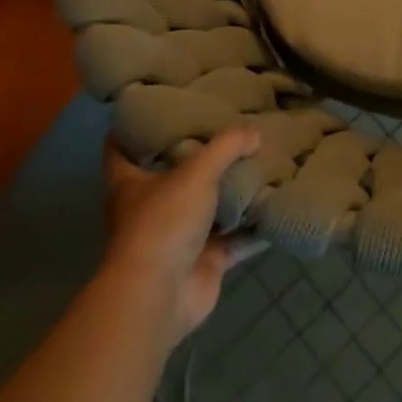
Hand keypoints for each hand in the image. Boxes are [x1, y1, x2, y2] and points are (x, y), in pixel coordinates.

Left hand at [102, 128, 265, 341]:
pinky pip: (236, 238)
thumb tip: (255, 132)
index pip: (121, 147)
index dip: (134, 126)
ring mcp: (178, 237)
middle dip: (200, 157)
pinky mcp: (204, 261)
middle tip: (230, 129)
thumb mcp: (196, 172)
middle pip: (174, 175)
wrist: (160, 296)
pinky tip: (280, 205)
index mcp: (130, 183)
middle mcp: (151, 208)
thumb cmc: (164, 223)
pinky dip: (256, 227)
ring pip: (210, 208)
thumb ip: (227, 147)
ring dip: (233, 192)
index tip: (156, 105)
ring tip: (264, 161)